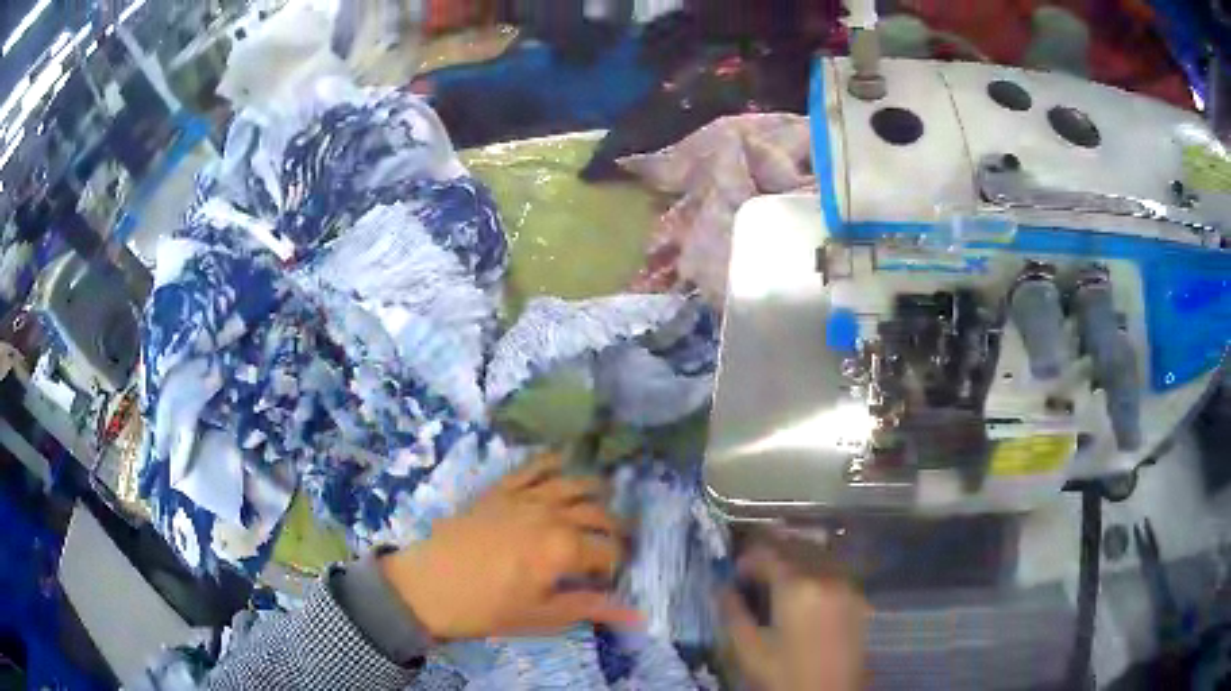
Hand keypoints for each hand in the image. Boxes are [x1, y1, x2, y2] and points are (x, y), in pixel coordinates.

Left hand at [380, 453, 640, 640]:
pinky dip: (552, 461)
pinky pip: (532, 467)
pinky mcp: (500, 489)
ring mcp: (524, 497)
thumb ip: (591, 608)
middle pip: (597, 513)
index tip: (611, 579)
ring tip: (604, 500)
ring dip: (594, 490)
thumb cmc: (487, 608)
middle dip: (614, 529)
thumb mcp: (542, 616)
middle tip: (616, 545)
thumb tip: (638, 617)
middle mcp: (551, 514)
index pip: (608, 551)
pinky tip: (564, 460)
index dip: (616, 565)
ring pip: (572, 483)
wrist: (428, 586)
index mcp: (563, 548)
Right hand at [721, 541, 868, 690]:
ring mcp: (847, 583)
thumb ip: (732, 613)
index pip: (768, 552)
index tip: (733, 571)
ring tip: (775, 576)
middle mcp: (827, 575)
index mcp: (797, 586)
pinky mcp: (858, 595)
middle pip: (795, 546)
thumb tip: (720, 586)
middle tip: (751, 570)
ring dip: (794, 556)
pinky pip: (833, 567)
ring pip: (817, 552)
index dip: (747, 557)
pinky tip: (802, 586)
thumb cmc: (785, 675)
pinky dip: (814, 566)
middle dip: (770, 552)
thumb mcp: (749, 650)